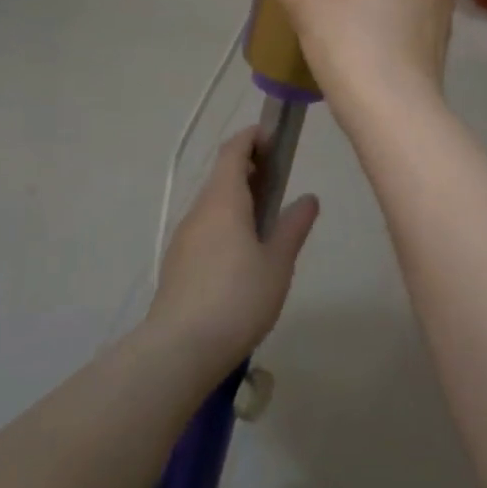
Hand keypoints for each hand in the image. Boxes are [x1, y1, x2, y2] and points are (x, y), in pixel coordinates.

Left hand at [146, 128, 318, 373]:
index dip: (252, 138)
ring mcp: (184, 236)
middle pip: (222, 175)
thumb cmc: (237, 298)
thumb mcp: (277, 263)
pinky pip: (205, 227)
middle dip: (249, 169)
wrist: (179, 349)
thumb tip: (308, 198)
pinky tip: (242, 254)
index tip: (274, 139)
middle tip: (278, 180)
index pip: (234, 151)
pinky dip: (225, 222)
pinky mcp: (177, 262)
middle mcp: (199, 210)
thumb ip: (293, 226)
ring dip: (237, 198)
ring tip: (266, 219)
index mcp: (224, 200)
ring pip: (213, 203)